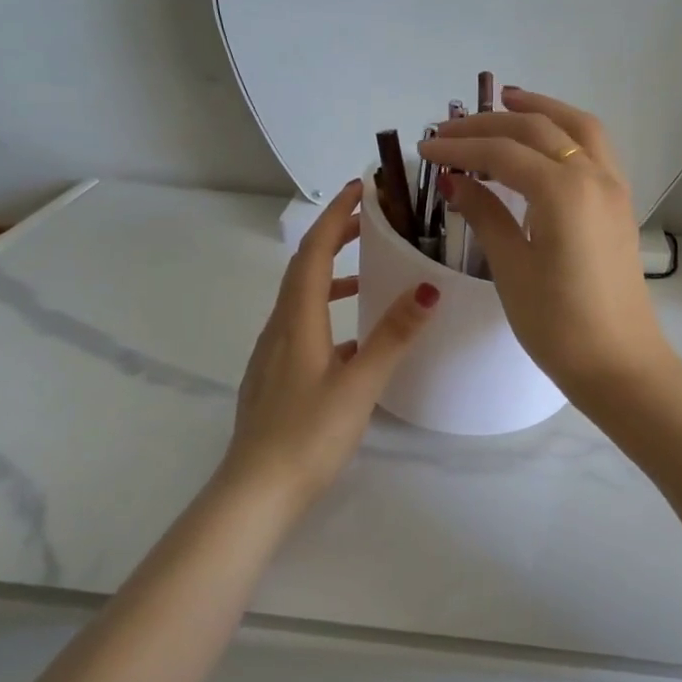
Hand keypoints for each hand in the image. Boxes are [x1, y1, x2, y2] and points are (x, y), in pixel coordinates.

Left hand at [222, 181, 439, 499]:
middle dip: (335, 238)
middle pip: (304, 268)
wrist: (255, 492)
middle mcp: (279, 328)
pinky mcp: (274, 377)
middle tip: (370, 222)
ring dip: (331, 276)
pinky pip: (300, 326)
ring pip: (301, 299)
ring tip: (368, 276)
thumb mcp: (359, 384)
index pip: (314, 252)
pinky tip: (351, 341)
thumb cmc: (308, 435)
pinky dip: (326, 312)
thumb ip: (393, 336)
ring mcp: (272, 354)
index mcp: (297, 321)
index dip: (336, 216)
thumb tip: (427, 287)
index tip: (360, 188)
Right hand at [418, 89, 672, 398]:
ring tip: (506, 100)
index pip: (502, 152)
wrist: (620, 364)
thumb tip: (455, 180)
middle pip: (538, 129)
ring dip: (540, 109)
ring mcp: (613, 187)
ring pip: (577, 127)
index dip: (460, 146)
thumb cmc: (559, 324)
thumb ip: (486, 214)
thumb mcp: (512, 268)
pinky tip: (544, 141)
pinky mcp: (620, 204)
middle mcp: (593, 175)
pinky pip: (594, 148)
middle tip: (450, 128)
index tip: (425, 147)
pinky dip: (566, 131)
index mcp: (563, 190)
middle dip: (491, 122)